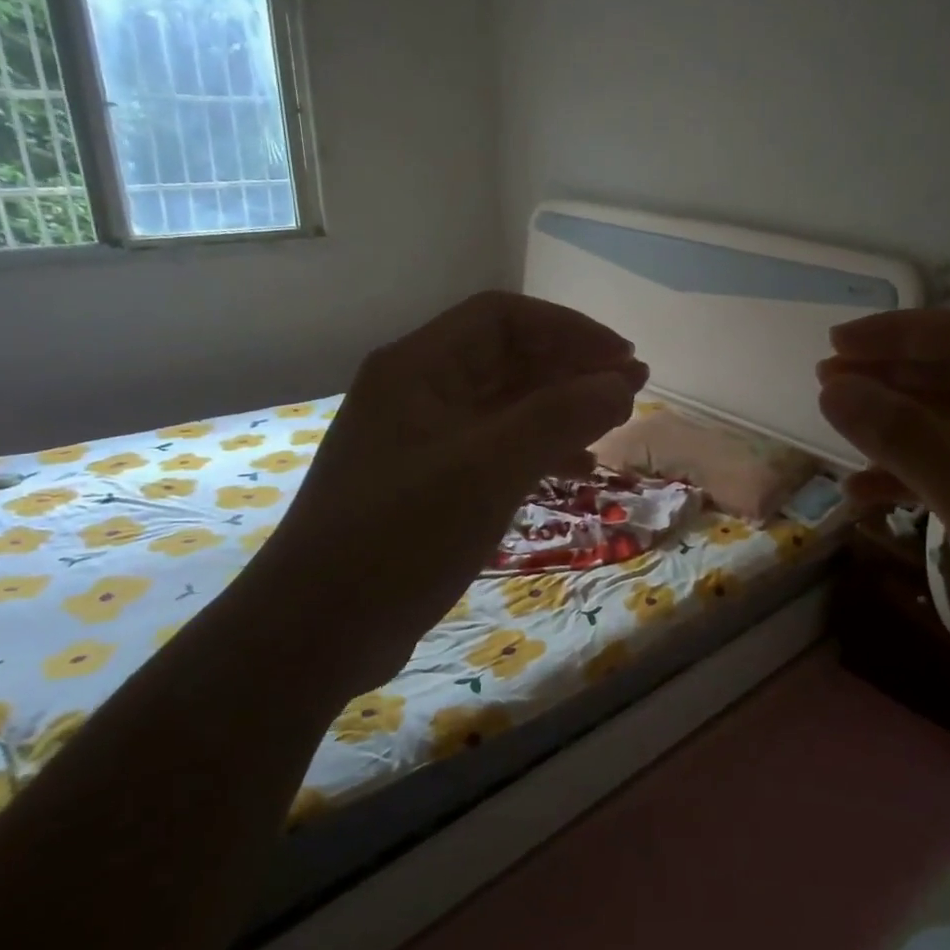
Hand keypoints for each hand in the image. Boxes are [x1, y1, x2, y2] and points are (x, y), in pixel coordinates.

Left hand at [268, 292, 646, 646]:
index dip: (570, 330)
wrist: (317, 631)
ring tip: (614, 424)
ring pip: (507, 404)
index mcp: (419, 368)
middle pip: (508, 358)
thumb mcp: (487, 470)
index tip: (622, 359)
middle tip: (632, 390)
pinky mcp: (432, 482)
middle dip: (572, 368)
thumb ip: (559, 418)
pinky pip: (498, 446)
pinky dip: (541, 449)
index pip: (504, 318)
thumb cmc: (400, 537)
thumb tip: (623, 382)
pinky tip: (577, 469)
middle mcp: (419, 391)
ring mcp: (424, 439)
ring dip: (562, 408)